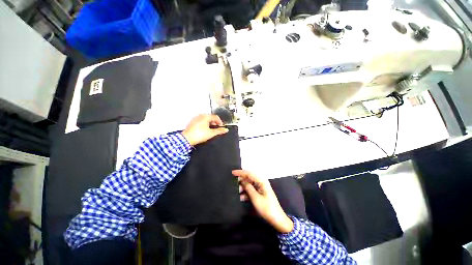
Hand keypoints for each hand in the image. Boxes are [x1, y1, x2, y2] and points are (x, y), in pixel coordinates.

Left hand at [182, 114, 228, 145]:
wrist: (187, 139)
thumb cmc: (199, 135)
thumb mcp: (211, 133)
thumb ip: (219, 131)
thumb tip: (226, 130)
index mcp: (205, 117)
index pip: (216, 117)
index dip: (220, 122)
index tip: (221, 127)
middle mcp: (200, 116)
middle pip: (210, 117)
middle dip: (215, 122)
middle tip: (216, 128)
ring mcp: (195, 118)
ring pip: (205, 118)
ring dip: (210, 123)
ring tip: (211, 129)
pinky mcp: (192, 122)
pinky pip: (201, 120)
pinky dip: (204, 123)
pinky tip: (204, 129)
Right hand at [233, 170, 293, 233]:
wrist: (277, 219)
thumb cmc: (266, 208)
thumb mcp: (255, 198)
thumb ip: (248, 187)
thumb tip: (242, 180)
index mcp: (261, 181)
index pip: (249, 173)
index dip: (241, 172)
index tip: (232, 173)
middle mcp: (261, 182)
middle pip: (249, 178)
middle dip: (241, 181)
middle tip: (233, 184)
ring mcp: (261, 187)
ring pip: (249, 184)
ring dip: (243, 188)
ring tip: (236, 192)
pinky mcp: (260, 193)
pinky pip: (251, 190)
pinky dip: (246, 192)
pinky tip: (241, 197)